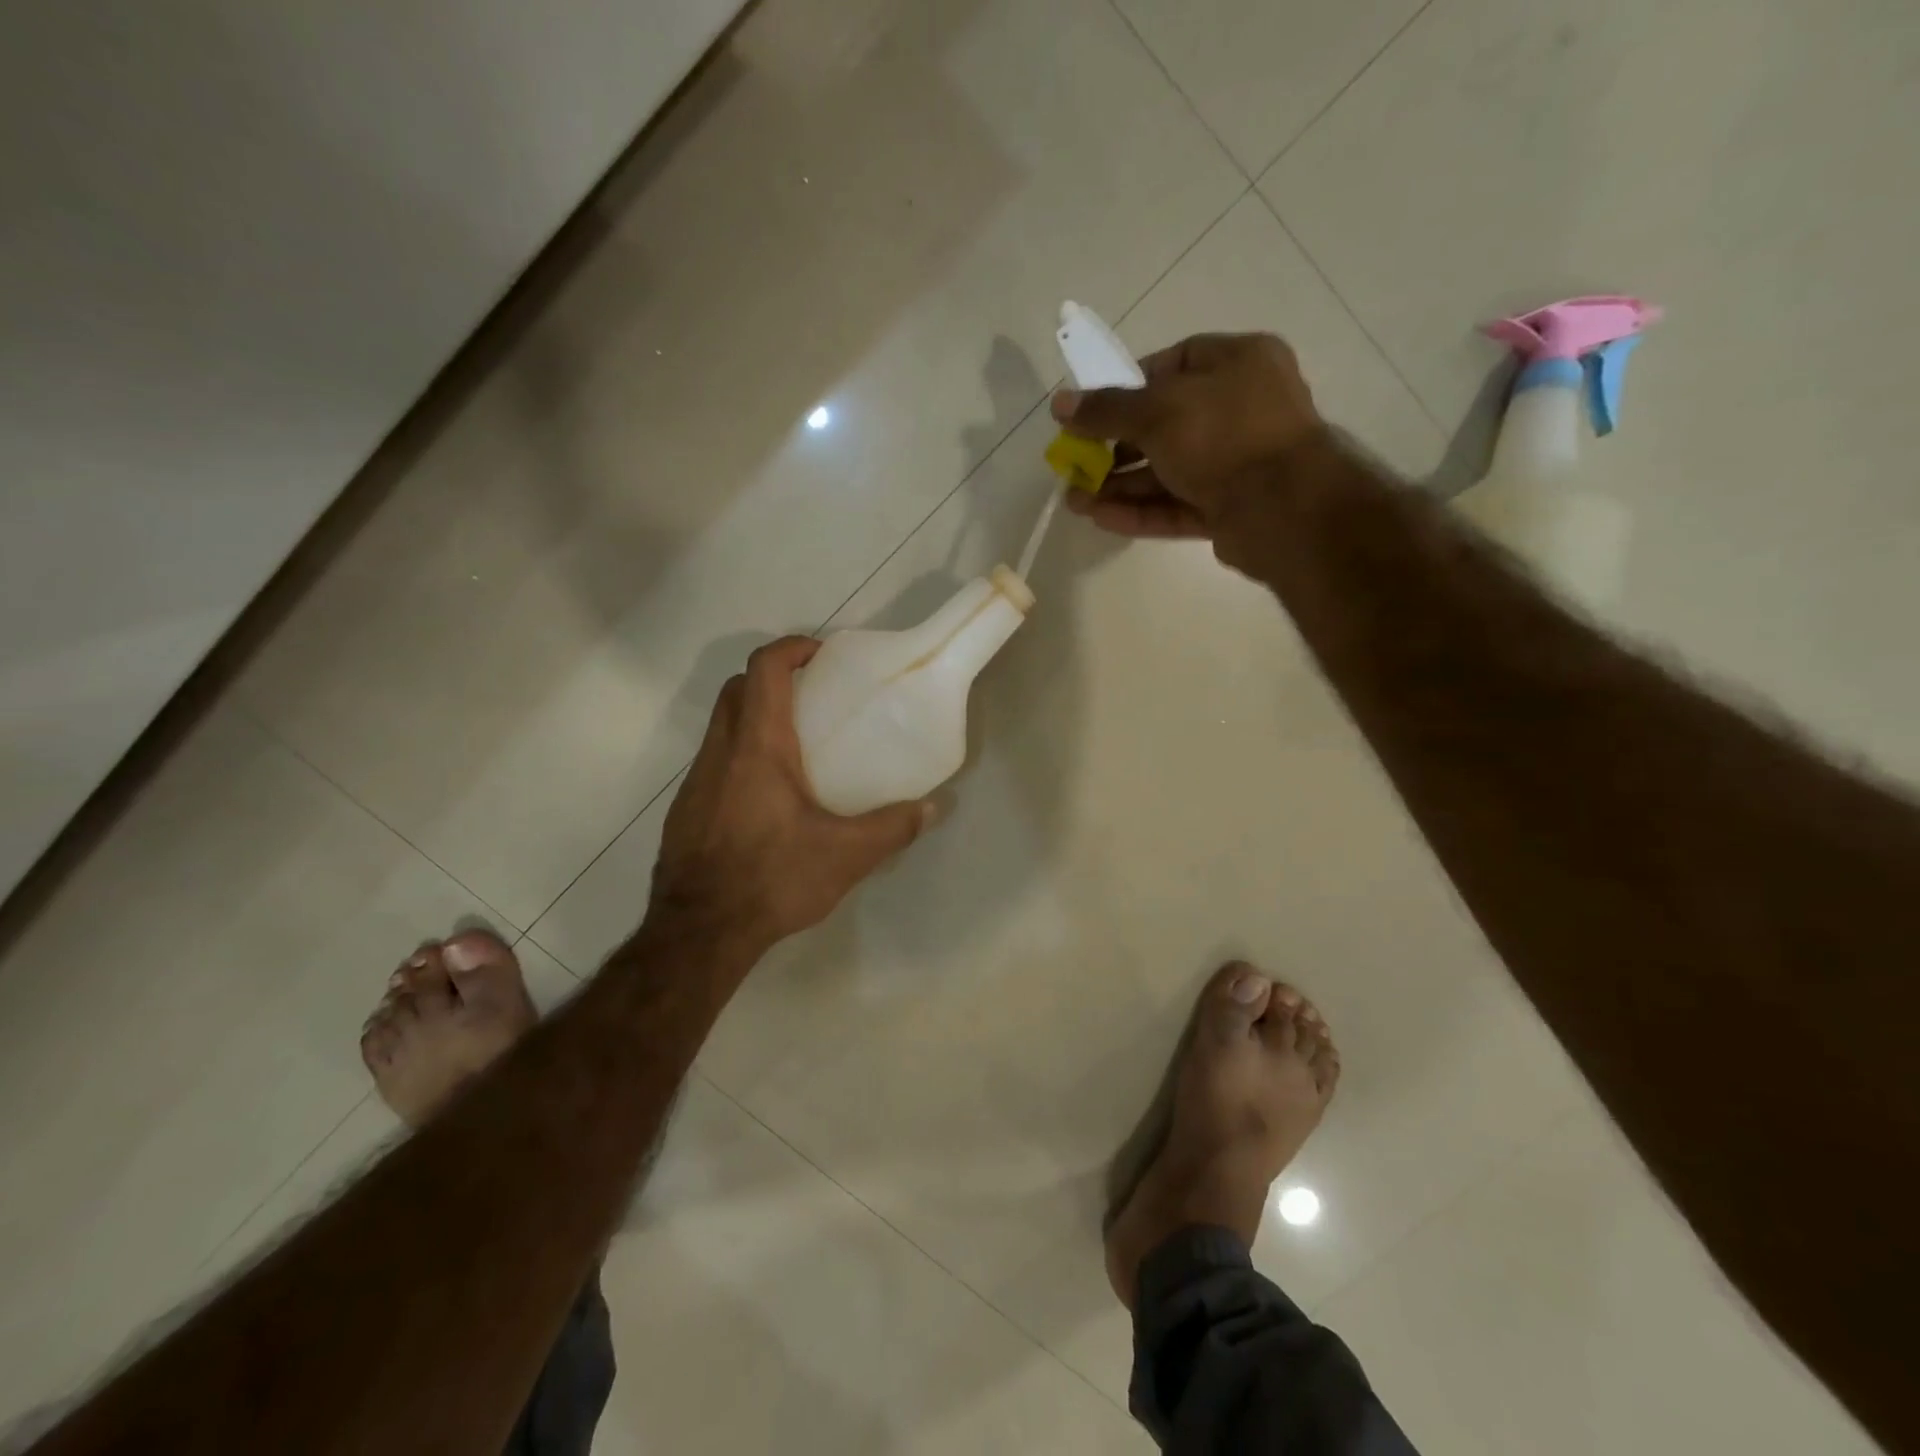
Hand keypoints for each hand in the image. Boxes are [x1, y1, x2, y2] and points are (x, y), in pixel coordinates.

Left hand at [649, 636, 936, 953]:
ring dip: (754, 717)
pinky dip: (740, 755)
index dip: (791, 648)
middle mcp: (720, 753)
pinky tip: (767, 797)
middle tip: (812, 696)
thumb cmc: (773, 879)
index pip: (764, 669)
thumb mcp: (846, 856)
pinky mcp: (685, 810)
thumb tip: (933, 808)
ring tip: (796, 747)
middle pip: (737, 688)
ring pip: (721, 725)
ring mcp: (695, 781)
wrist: (699, 932)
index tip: (821, 654)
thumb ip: (893, 827)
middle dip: (772, 678)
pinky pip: (713, 761)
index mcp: (758, 748)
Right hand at [1050, 332, 1327, 539]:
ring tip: (1076, 501)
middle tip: (1075, 464)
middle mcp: (1241, 408)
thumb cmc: (1224, 436)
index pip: (1175, 364)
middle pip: (1165, 424)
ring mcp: (1236, 461)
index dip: (1129, 385)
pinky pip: (1178, 504)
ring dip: (1120, 485)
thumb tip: (1060, 403)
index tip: (1094, 409)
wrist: (1284, 508)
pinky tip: (1101, 518)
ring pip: (1168, 470)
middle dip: (1114, 448)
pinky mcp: (1230, 507)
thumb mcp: (1156, 412)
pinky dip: (1141, 510)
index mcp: (1238, 363)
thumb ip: (1106, 409)